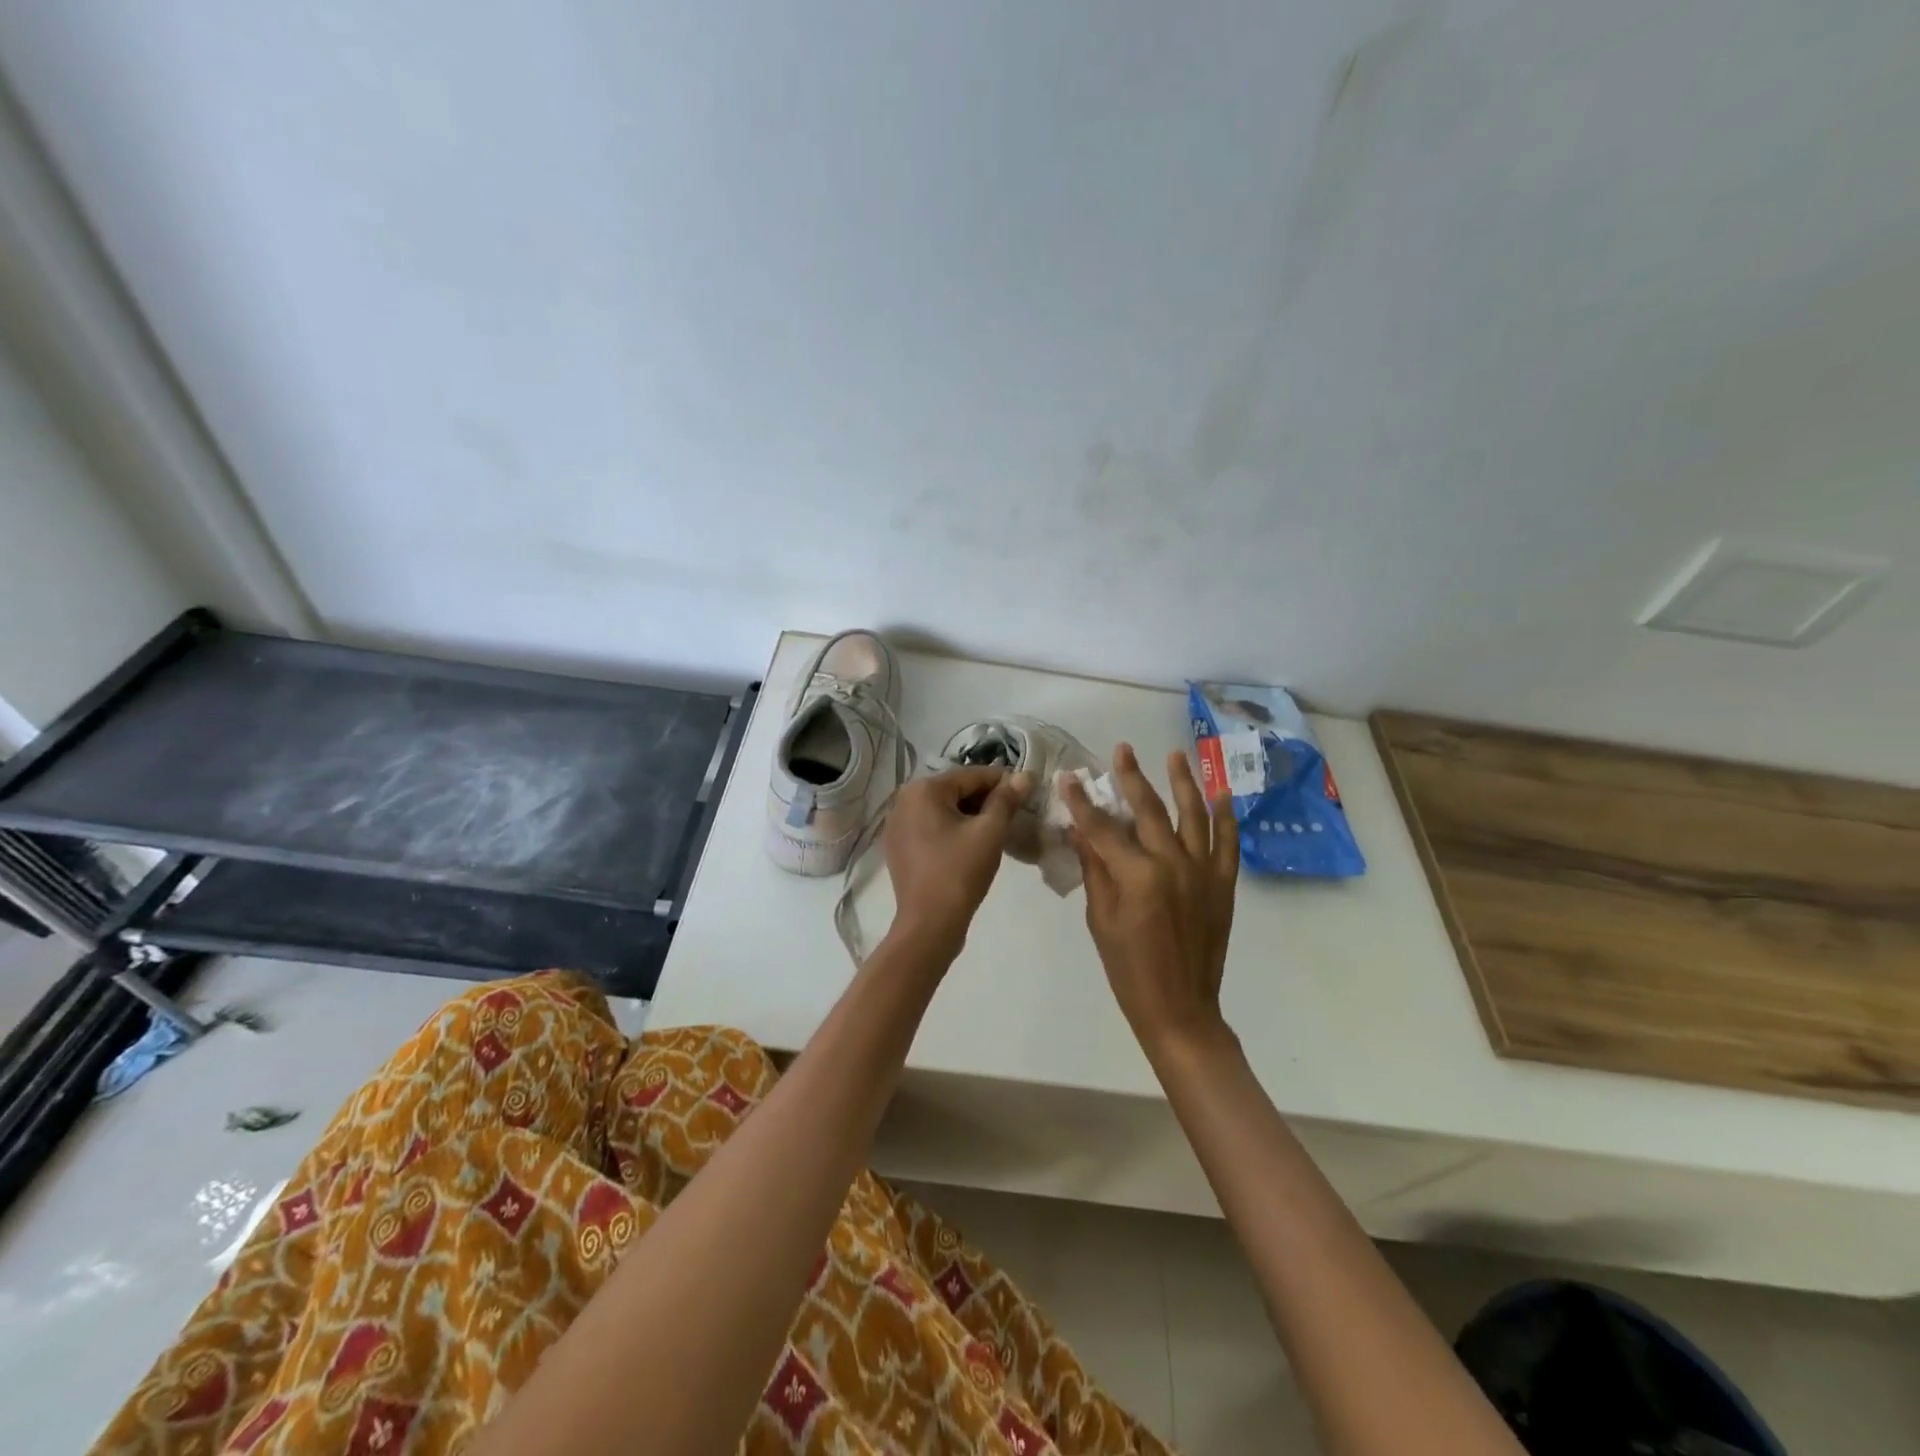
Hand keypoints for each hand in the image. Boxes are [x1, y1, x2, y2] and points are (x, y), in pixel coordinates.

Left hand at [883, 766, 1033, 954]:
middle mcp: (903, 800)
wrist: (929, 924)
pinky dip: (952, 830)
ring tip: (997, 830)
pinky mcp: (899, 846)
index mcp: (923, 789)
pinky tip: (972, 845)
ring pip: (943, 810)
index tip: (1027, 791)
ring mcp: (897, 824)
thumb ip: (1006, 799)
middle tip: (1015, 814)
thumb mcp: (989, 832)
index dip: (1003, 781)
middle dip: (985, 800)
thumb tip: (1025, 775)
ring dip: (970, 815)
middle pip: (955, 790)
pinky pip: (931, 827)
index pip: (971, 775)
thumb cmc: (960, 872)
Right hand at [1062, 743, 1239, 1054]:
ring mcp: (1203, 871)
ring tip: (1176, 755)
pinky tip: (1221, 793)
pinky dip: (1226, 816)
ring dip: (1184, 782)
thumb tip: (1079, 829)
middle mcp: (1173, 864)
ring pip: (1194, 815)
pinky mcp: (1223, 883)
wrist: (1180, 1007)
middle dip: (1132, 778)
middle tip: (1122, 750)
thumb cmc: (1129, 969)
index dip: (1083, 801)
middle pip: (1149, 811)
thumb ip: (1094, 869)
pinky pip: (1228, 842)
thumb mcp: (1100, 918)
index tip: (1069, 777)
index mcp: (1137, 876)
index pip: (1102, 828)